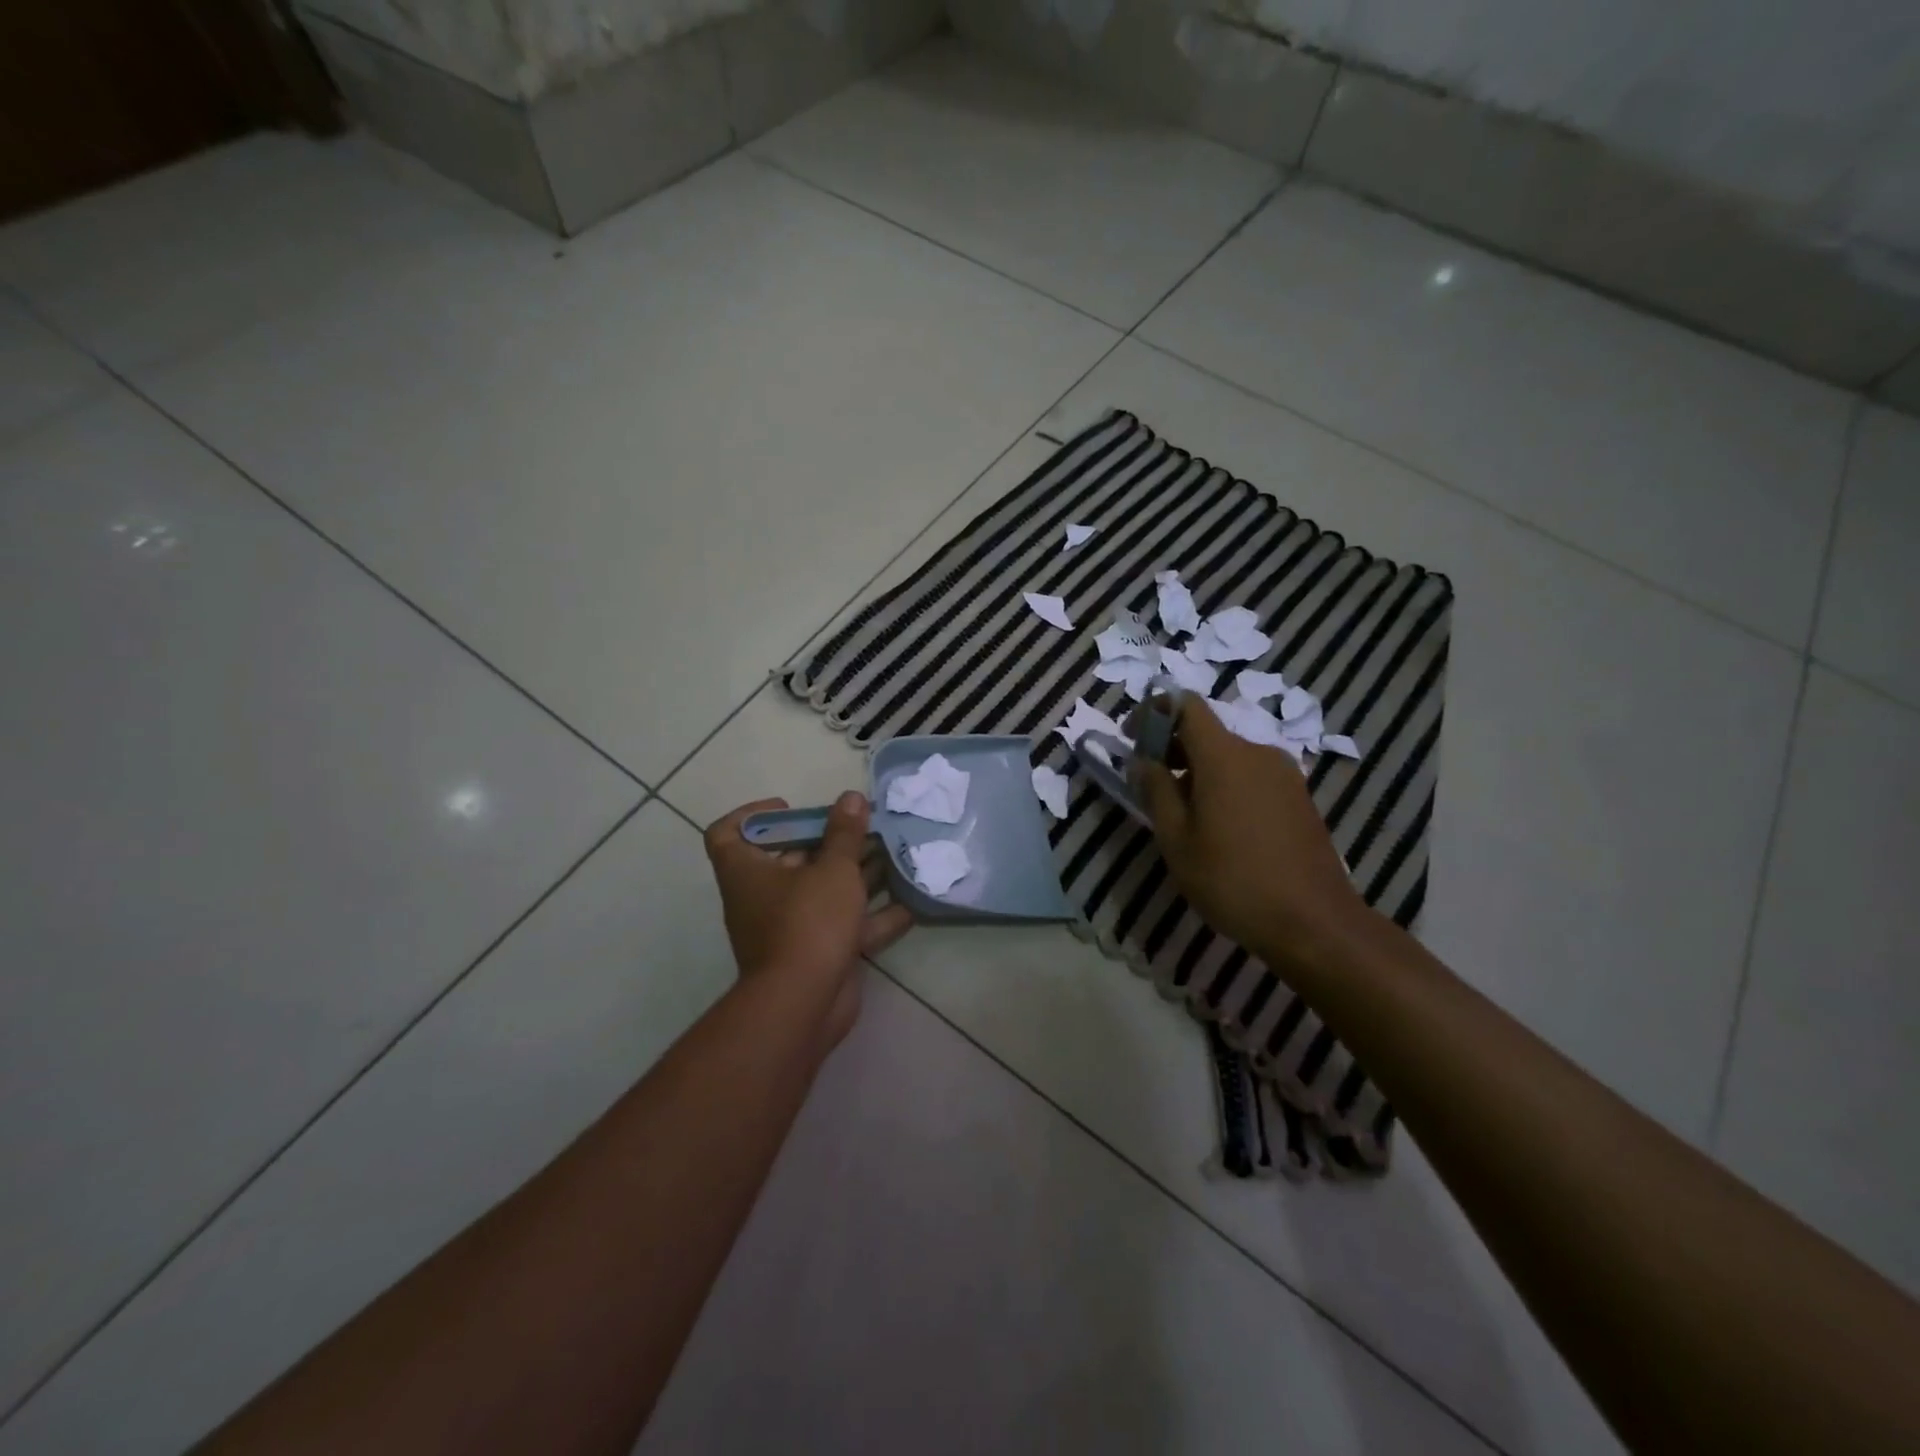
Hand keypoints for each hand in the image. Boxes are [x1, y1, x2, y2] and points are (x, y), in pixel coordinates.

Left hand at [703, 792, 913, 1047]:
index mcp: (747, 871)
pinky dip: (873, 915)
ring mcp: (790, 928)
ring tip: (892, 853)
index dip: (753, 815)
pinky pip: (844, 925)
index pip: (727, 833)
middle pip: (789, 859)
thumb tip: (851, 798)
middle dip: (829, 842)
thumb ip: (845, 834)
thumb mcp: (832, 870)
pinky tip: (909, 901)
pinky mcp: (817, 953)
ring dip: (857, 874)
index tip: (790, 809)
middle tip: (863, 826)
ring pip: (823, 892)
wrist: (804, 1004)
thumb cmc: (808, 922)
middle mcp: (762, 897)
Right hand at [1132, 695, 1371, 976]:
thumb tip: (1142, 760)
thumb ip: (1155, 790)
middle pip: (1207, 732)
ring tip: (1181, 812)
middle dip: (1173, 748)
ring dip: (1199, 771)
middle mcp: (1257, 753)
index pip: (1186, 705)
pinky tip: (1218, 826)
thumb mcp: (1176, 839)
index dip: (1154, 712)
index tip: (1133, 738)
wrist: (1314, 922)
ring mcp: (1284, 775)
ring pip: (1230, 757)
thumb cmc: (1232, 879)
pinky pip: (1251, 776)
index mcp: (1224, 755)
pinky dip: (1226, 785)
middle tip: (1149, 783)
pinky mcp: (1299, 797)